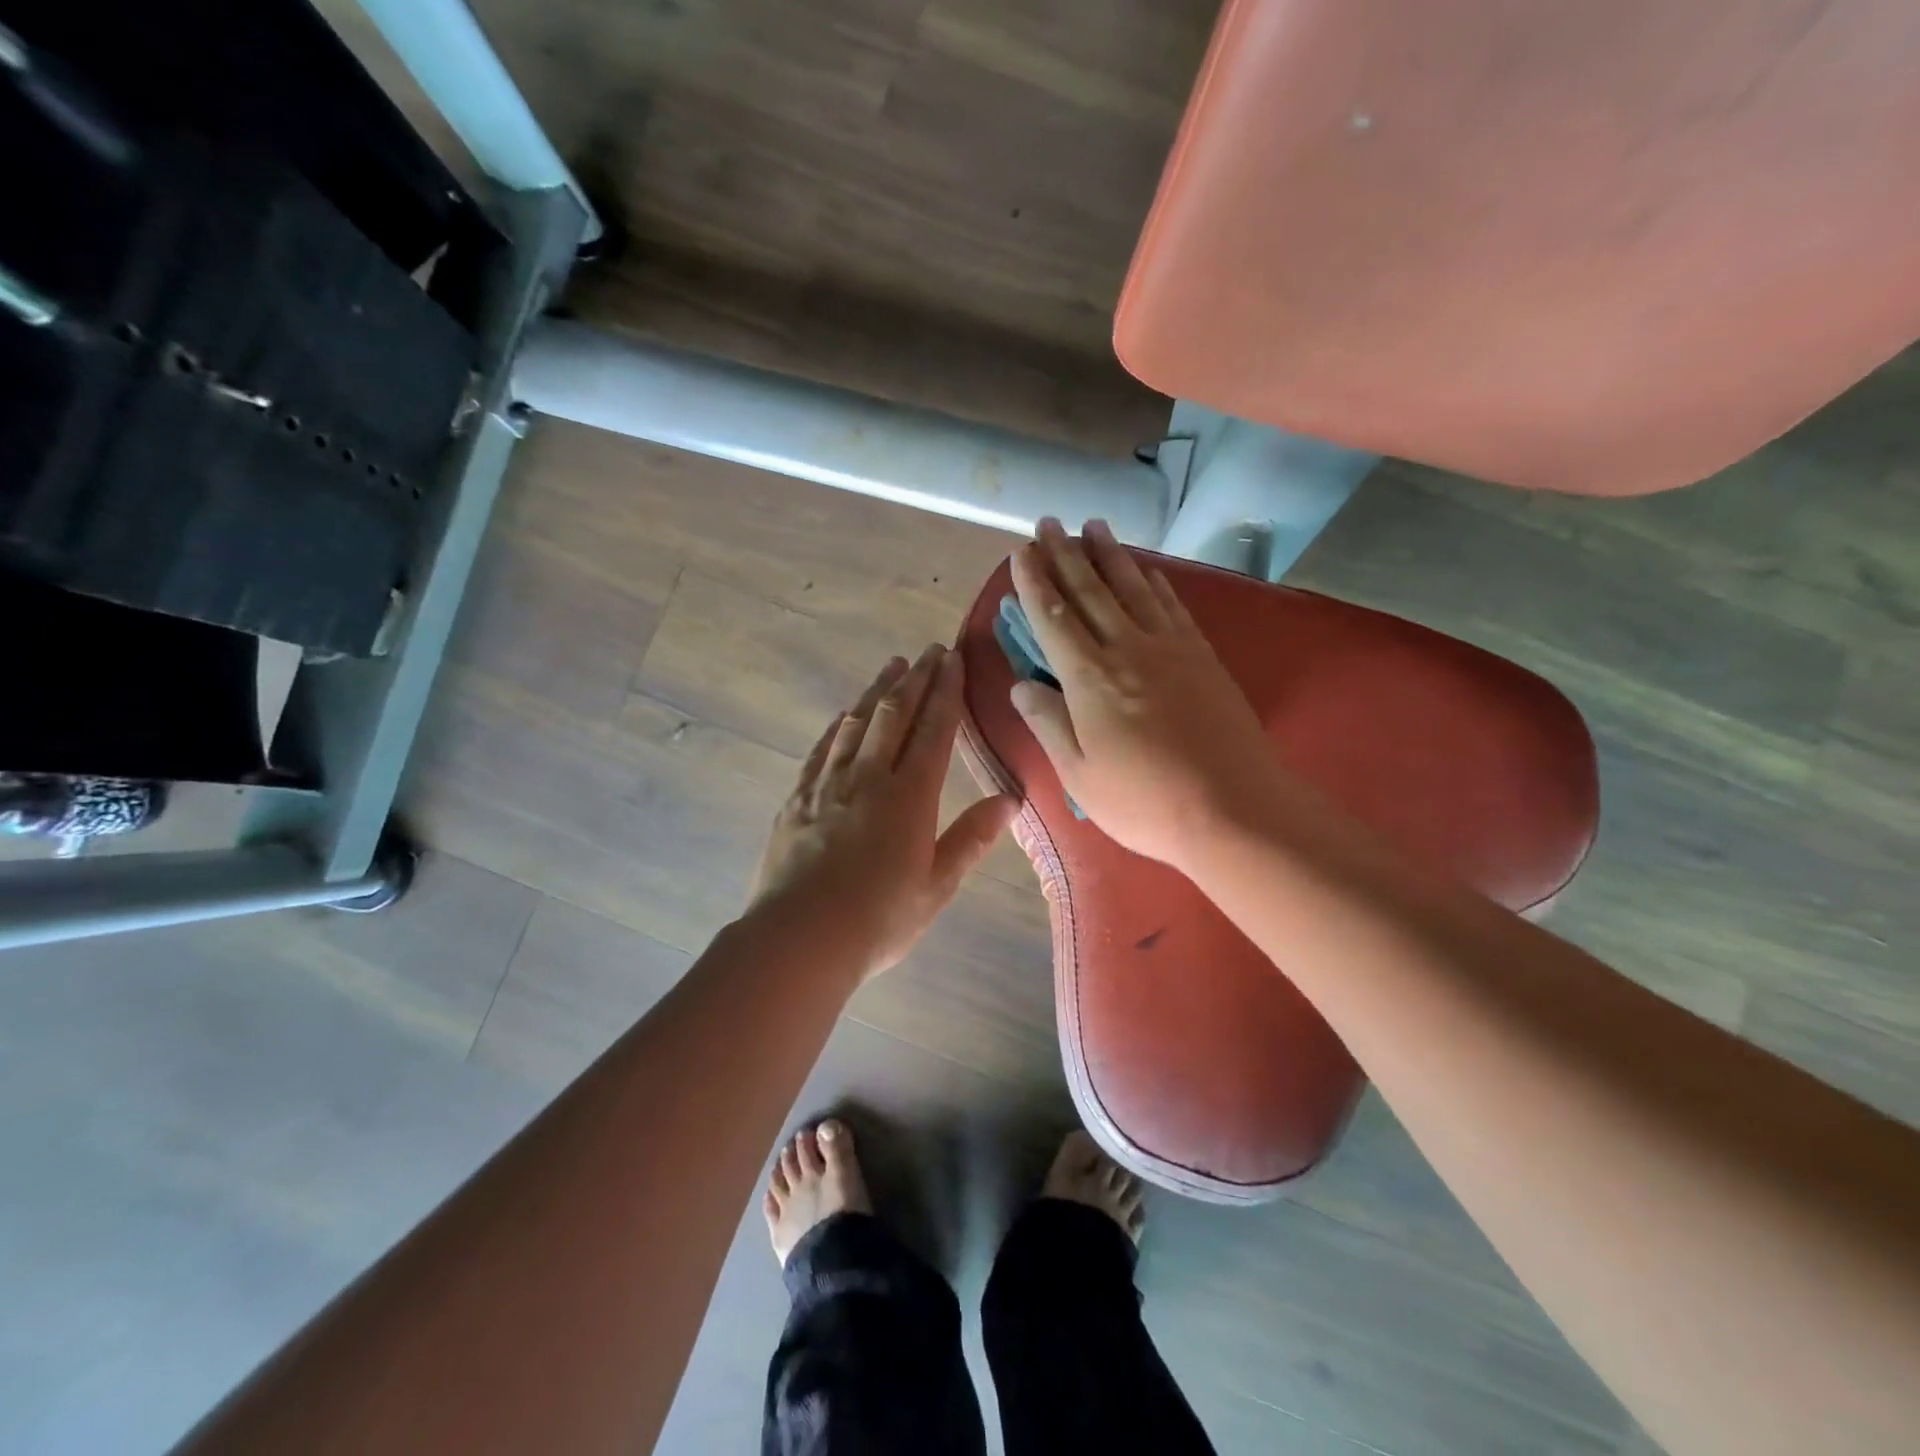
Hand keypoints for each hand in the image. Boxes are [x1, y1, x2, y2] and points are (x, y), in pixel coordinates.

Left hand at [750, 645, 1018, 978]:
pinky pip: (823, 748)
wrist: (799, 938)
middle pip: (895, 714)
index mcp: (909, 796)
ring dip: (877, 691)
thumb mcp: (937, 886)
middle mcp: (869, 777)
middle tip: (929, 650)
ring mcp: (828, 784)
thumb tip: (1010, 799)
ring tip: (892, 666)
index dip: (946, 692)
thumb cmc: (878, 919)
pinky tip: (845, 715)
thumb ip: (972, 838)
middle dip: (916, 679)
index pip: (934, 730)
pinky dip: (839, 725)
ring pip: (857, 723)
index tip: (954, 659)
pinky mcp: (797, 798)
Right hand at [1009, 518, 1277, 866]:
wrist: (1233, 807)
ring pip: (1132, 588)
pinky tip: (1145, 569)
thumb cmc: (1143, 801)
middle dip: (1065, 554)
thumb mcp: (1078, 774)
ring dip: (1109, 555)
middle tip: (1049, 522)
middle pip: (1090, 592)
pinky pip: (1172, 606)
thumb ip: (1048, 723)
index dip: (1034, 583)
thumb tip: (1020, 686)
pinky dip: (1154, 581)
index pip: (1054, 619)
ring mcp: (1170, 648)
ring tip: (1093, 525)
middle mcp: (1128, 650)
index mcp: (1090, 679)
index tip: (1021, 552)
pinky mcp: (1202, 657)